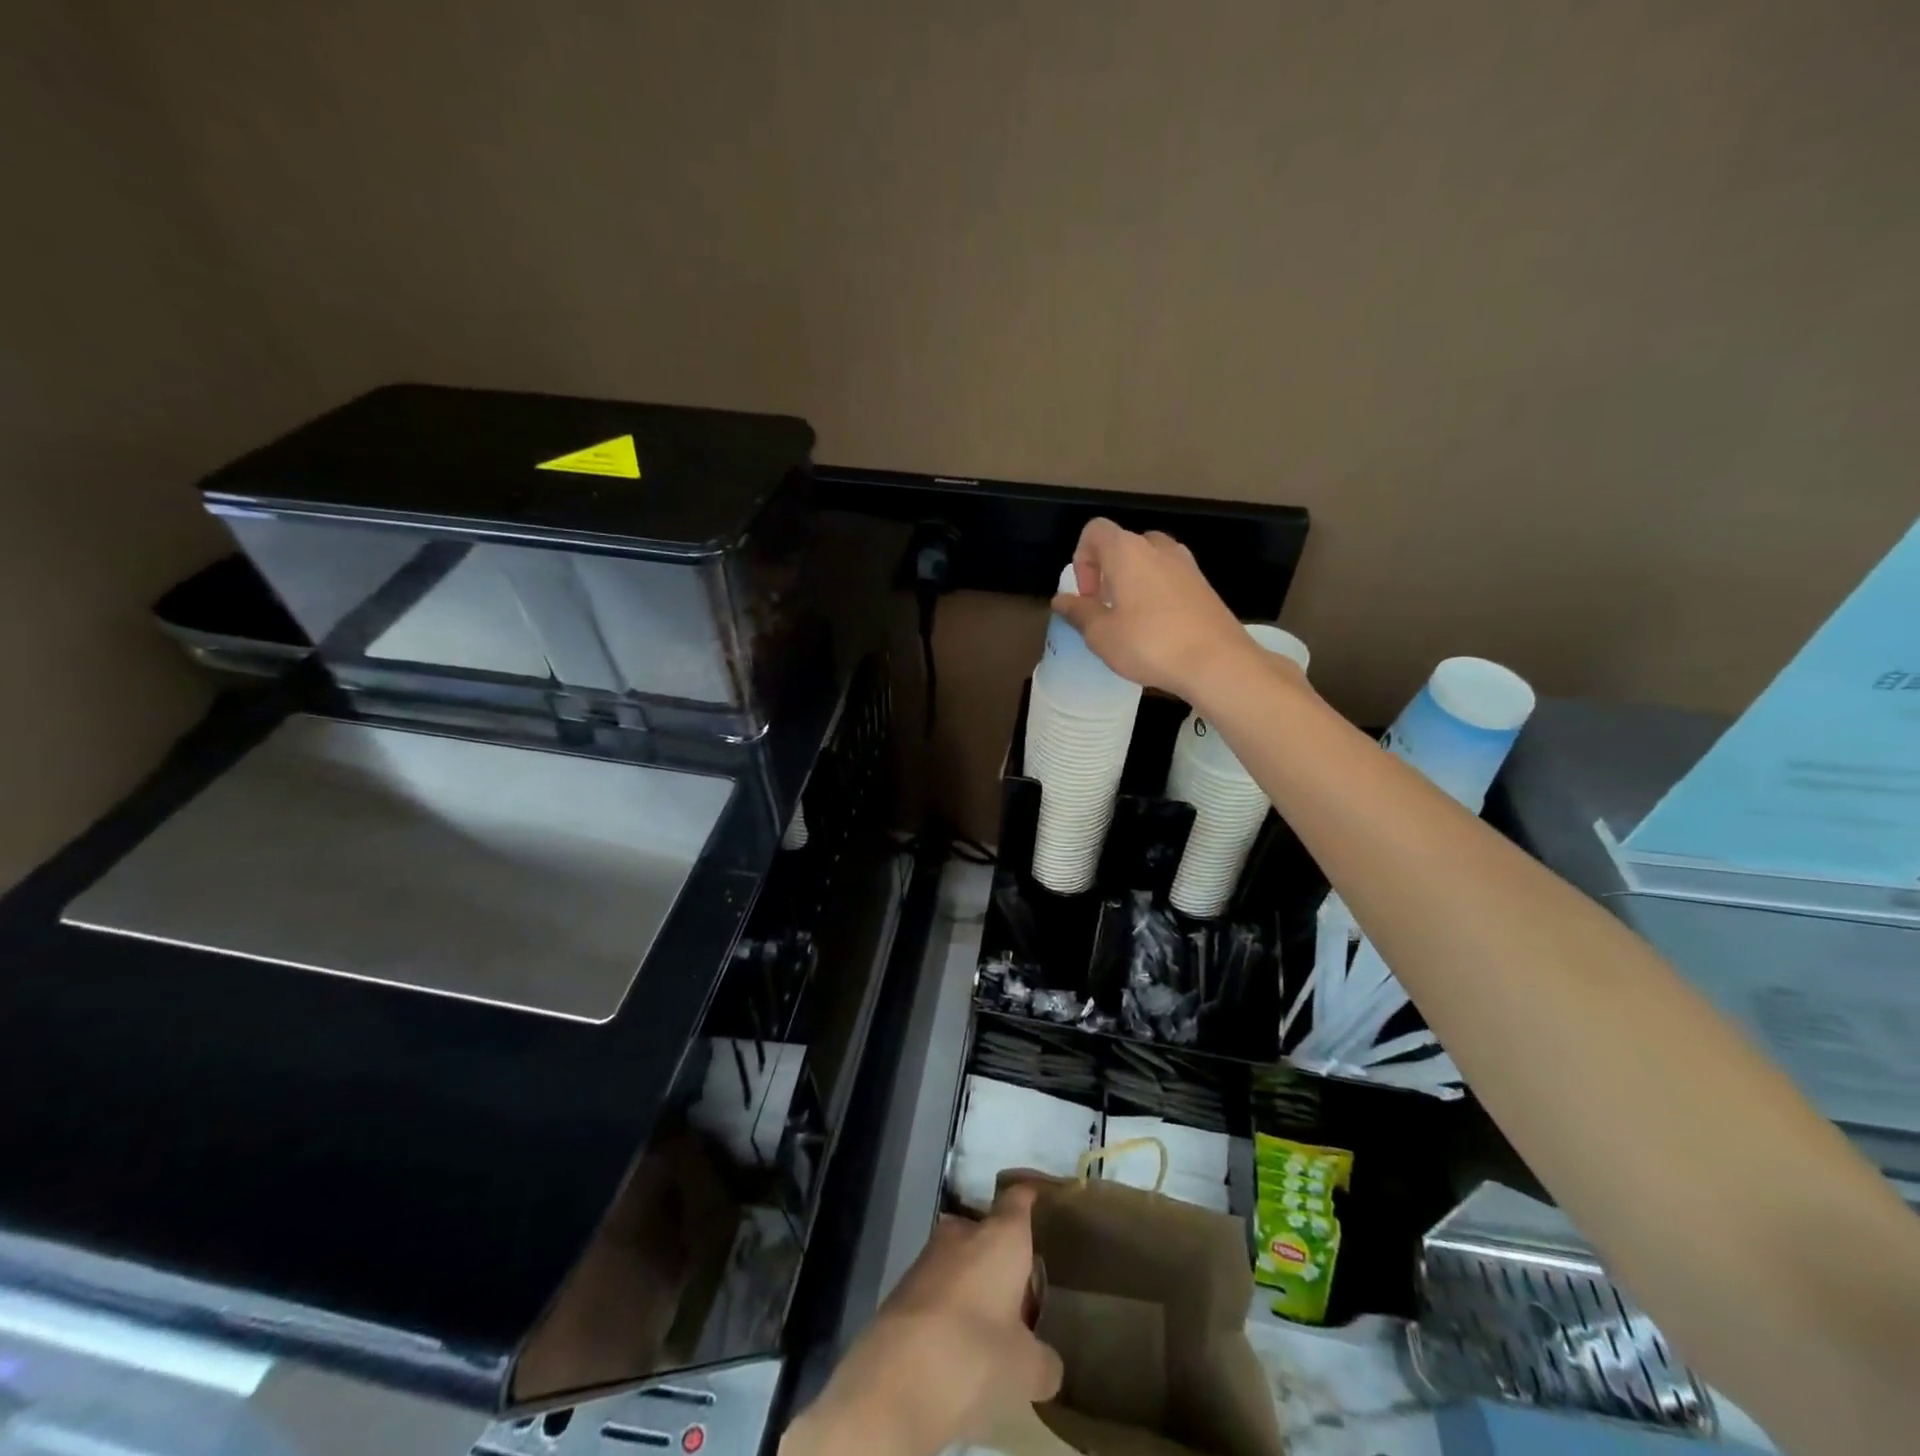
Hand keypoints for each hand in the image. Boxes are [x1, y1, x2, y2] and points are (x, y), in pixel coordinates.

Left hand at [785, 1185, 1062, 1455]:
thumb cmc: (976, 1353)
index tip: (1037, 1197)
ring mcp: (928, 1257)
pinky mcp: (902, 1287)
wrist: (897, 1376)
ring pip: (959, 1258)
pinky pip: (937, 1286)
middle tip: (1019, 1287)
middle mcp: (964, 1233)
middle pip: (986, 1230)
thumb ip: (1043, 1361)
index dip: (1028, 1197)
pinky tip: (957, 1340)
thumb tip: (1048, 1364)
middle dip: (999, 1253)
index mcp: (1002, 1237)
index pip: (1018, 1200)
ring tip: (990, 1320)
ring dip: (972, 1281)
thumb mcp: (1026, 1369)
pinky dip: (949, 1304)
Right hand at [1052, 518, 1270, 701]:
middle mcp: (1159, 548)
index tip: (1088, 596)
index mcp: (1128, 551)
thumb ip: (1078, 612)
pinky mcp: (1205, 586)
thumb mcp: (1101, 634)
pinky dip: (1157, 594)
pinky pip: (1170, 579)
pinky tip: (1158, 630)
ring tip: (1131, 621)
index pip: (1095, 531)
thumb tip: (1061, 600)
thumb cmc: (1150, 644)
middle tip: (1106, 609)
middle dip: (1108, 573)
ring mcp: (1187, 565)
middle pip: (1123, 545)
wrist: (1218, 662)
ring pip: (1149, 562)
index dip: (1081, 560)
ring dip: (1133, 584)